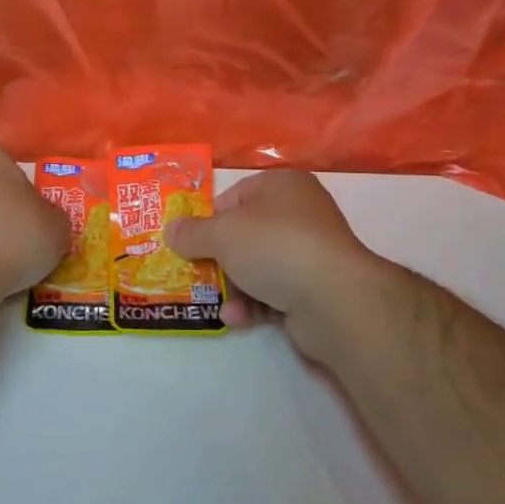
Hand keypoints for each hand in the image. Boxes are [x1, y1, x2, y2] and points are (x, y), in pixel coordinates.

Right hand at [165, 170, 399, 363]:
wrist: (333, 298)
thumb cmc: (274, 246)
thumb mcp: (221, 234)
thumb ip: (192, 232)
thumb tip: (171, 230)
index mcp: (282, 186)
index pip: (235, 196)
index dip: (209, 219)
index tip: (189, 241)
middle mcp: (300, 213)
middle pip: (245, 234)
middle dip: (218, 258)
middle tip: (195, 273)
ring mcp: (310, 252)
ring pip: (257, 266)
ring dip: (234, 286)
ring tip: (218, 303)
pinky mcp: (315, 287)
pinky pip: (274, 291)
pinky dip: (254, 304)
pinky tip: (238, 318)